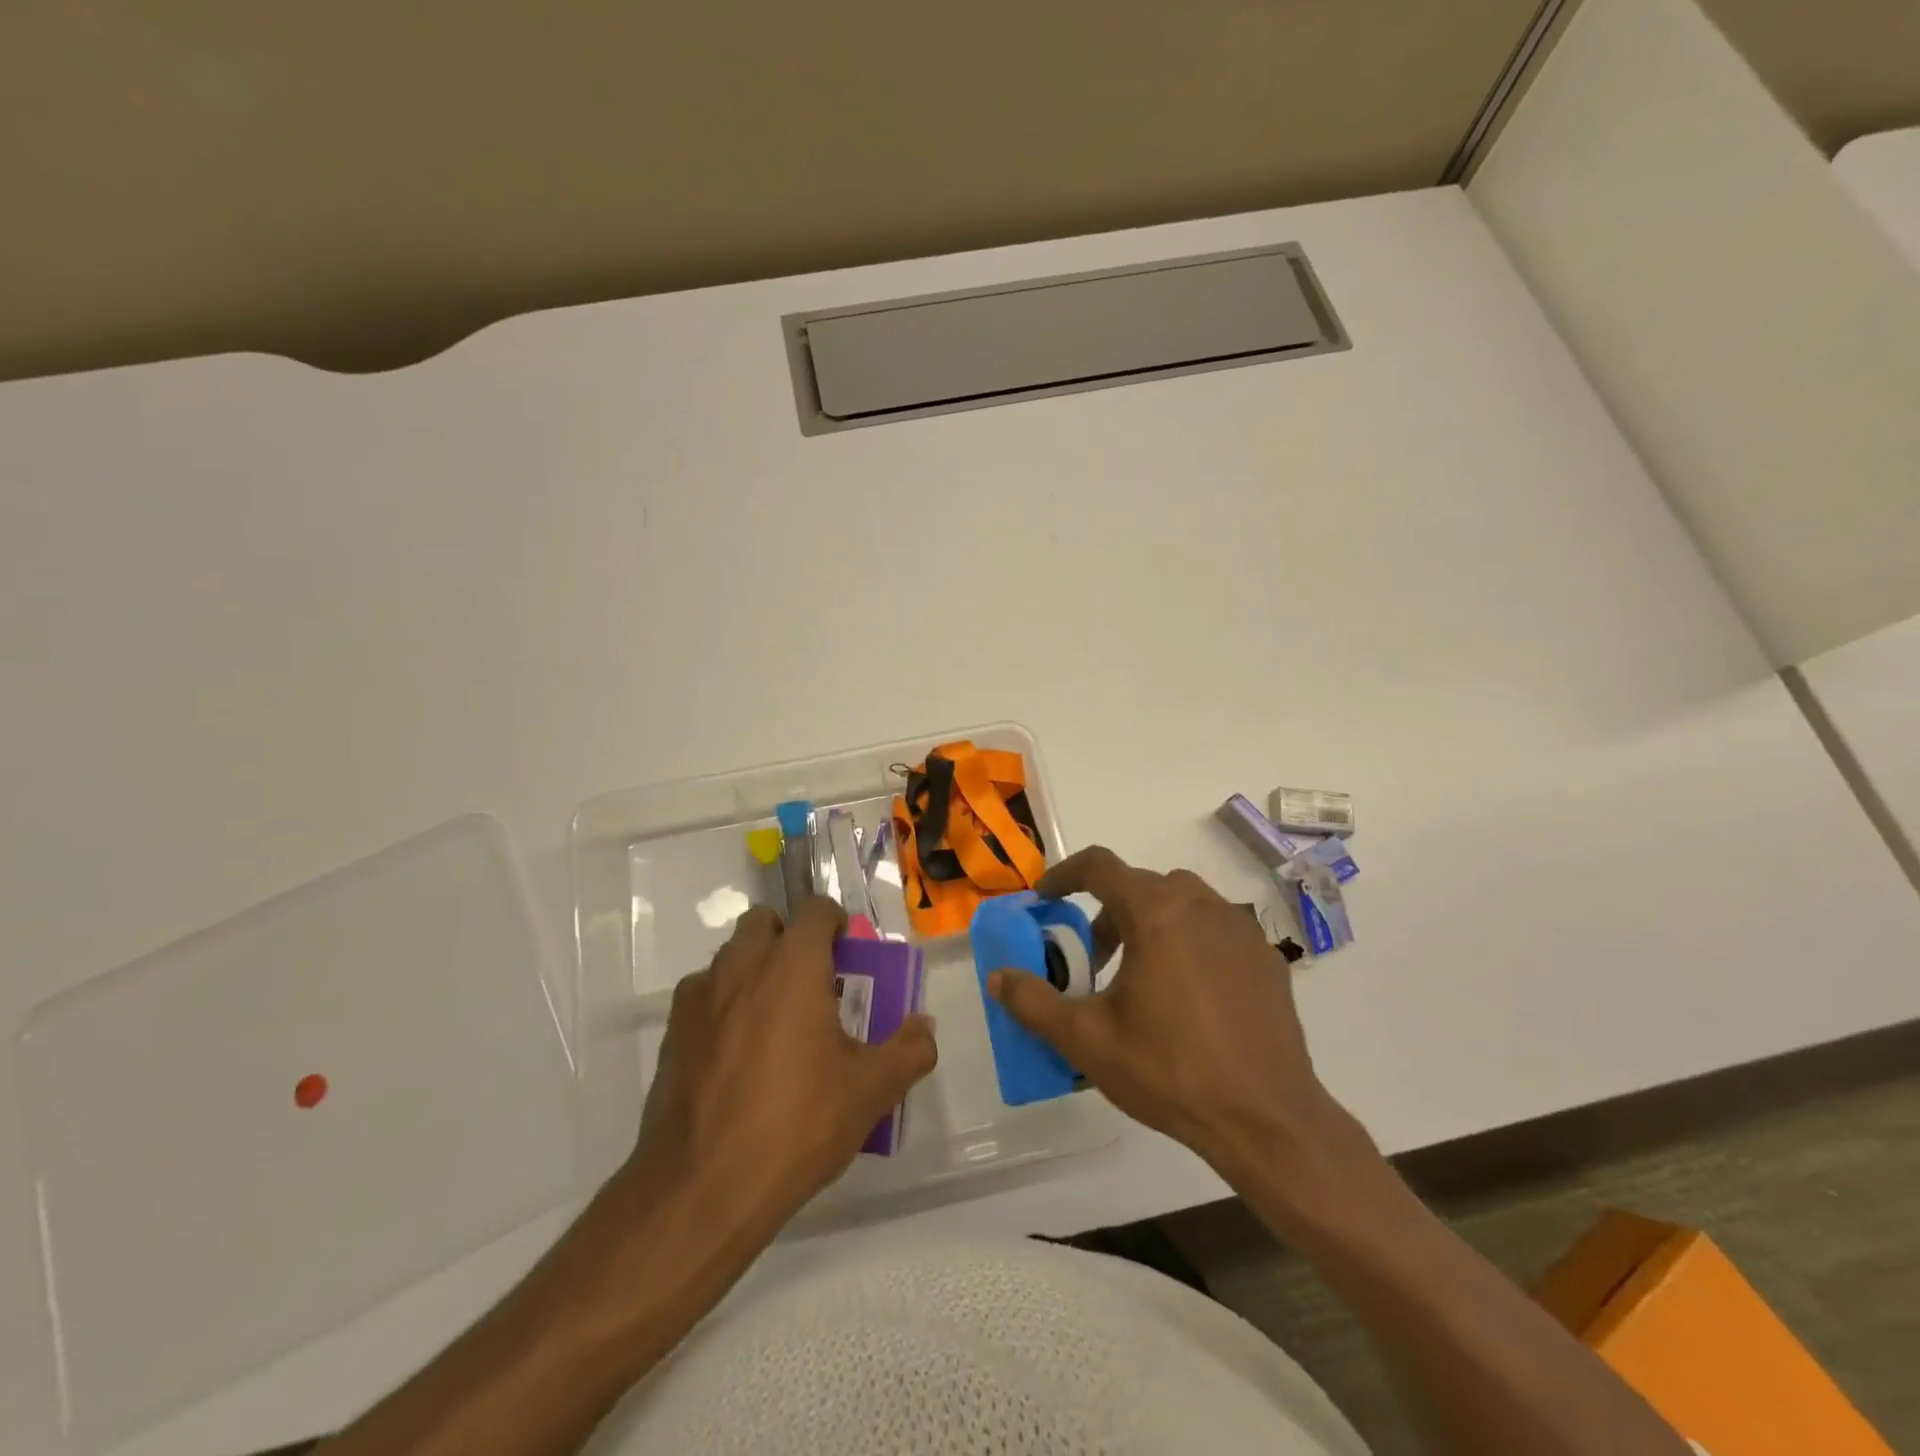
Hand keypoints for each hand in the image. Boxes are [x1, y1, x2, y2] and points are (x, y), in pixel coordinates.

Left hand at [620, 898, 937, 1232]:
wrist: (700, 1190)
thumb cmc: (796, 1125)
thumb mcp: (870, 1091)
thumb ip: (909, 1050)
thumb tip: (925, 1027)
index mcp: (792, 966)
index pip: (815, 910)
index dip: (836, 923)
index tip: (849, 956)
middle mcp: (742, 966)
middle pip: (765, 922)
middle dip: (790, 939)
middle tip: (813, 984)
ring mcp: (700, 997)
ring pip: (731, 957)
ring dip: (756, 970)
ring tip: (777, 1023)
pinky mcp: (672, 1032)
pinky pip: (704, 996)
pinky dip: (725, 1005)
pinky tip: (738, 1055)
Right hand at [989, 847, 1367, 1188]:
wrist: (1266, 1120)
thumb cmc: (1170, 1071)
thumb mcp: (1087, 1040)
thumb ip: (1034, 1002)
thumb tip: (997, 976)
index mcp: (1156, 912)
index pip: (1100, 866)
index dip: (1064, 875)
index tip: (1046, 899)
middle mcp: (1201, 904)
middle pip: (1140, 886)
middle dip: (1107, 912)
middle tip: (1092, 959)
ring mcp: (1240, 928)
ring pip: (1181, 903)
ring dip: (1149, 924)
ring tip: (1139, 978)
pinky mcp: (1266, 956)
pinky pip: (1215, 930)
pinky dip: (1189, 942)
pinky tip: (1188, 996)